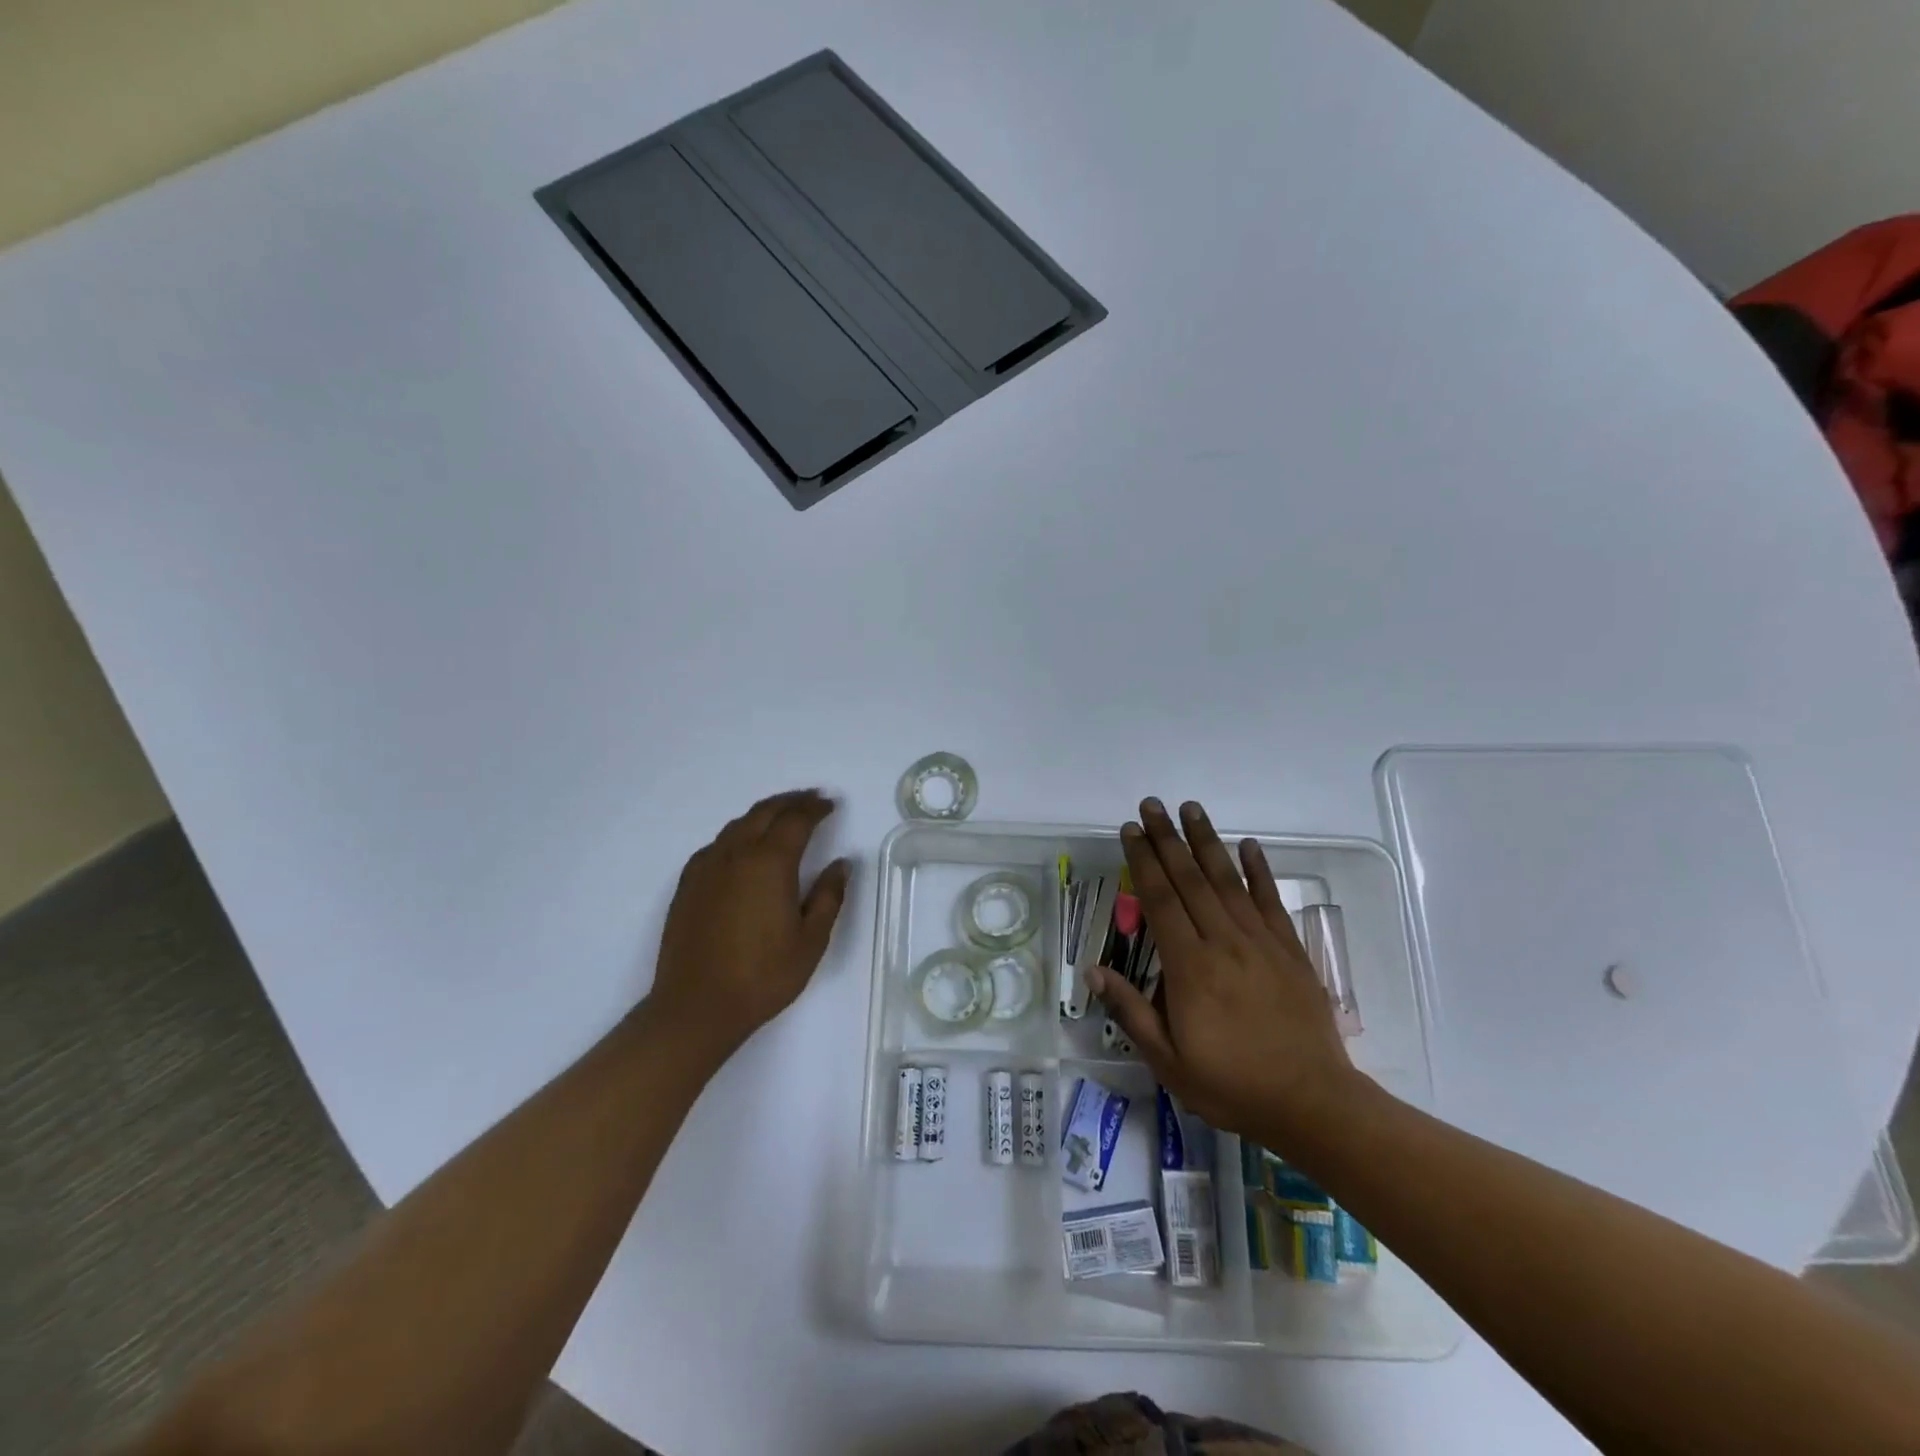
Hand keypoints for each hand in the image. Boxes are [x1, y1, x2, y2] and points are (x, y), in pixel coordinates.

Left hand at [648, 789, 851, 1058]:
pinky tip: (743, 848)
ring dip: (763, 814)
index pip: (796, 821)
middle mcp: (736, 854)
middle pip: (764, 813)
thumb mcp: (810, 940)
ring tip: (781, 816)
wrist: (696, 1007)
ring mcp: (707, 867)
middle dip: (790, 802)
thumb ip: (829, 896)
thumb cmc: (762, 976)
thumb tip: (841, 863)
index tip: (830, 804)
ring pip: (738, 825)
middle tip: (810, 799)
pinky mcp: (688, 885)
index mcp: (770, 863)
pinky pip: (717, 844)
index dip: (815, 809)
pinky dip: (737, 834)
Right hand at [1093, 798, 1354, 1142]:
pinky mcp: (1290, 951)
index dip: (1143, 861)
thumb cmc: (1232, 1085)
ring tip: (1191, 808)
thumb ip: (1131, 1012)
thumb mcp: (1168, 1061)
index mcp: (1190, 967)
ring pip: (1228, 881)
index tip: (1130, 830)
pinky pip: (1271, 901)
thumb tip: (1094, 970)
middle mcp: (1224, 942)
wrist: (1313, 1103)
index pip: (1160, 900)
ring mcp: (1261, 943)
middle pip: (1190, 879)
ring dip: (1207, 841)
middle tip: (1152, 804)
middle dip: (1168, 838)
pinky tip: (1249, 846)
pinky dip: (1260, 871)